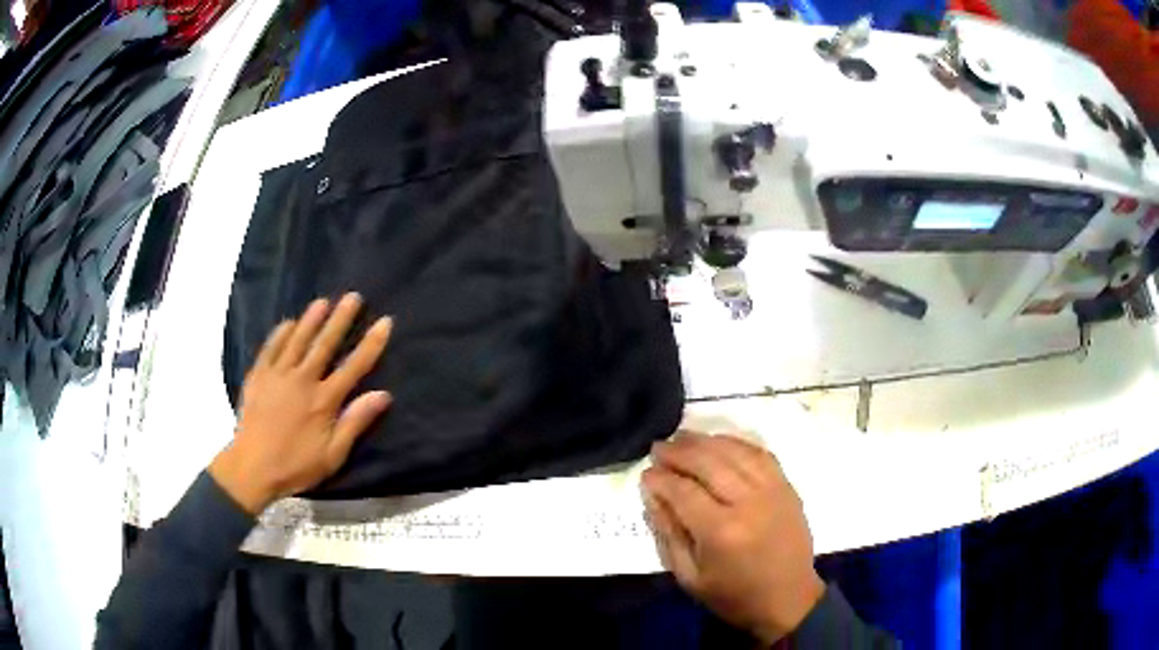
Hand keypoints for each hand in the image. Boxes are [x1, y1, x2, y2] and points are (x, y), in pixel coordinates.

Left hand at [209, 293, 393, 513]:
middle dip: (341, 319)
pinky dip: (280, 333)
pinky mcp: (258, 376)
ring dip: (311, 319)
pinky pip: (270, 348)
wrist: (251, 468)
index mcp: (324, 400)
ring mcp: (277, 375)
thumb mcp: (333, 454)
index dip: (371, 343)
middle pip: (325, 344)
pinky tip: (288, 323)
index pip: (354, 366)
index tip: (384, 321)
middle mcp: (302, 380)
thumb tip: (382, 395)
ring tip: (323, 301)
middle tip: (353, 297)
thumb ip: (355, 422)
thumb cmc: (295, 465)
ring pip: (297, 340)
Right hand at [641, 432, 824, 644]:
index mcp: (721, 531)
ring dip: (705, 441)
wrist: (788, 599)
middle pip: (709, 462)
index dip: (661, 479)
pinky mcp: (787, 487)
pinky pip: (760, 453)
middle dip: (679, 452)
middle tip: (659, 447)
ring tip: (682, 438)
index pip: (683, 491)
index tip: (646, 473)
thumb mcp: (689, 577)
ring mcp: (772, 490)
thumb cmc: (733, 595)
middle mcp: (748, 503)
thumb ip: (668, 534)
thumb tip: (653, 495)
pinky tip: (719, 442)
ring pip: (735, 451)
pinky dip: (737, 443)